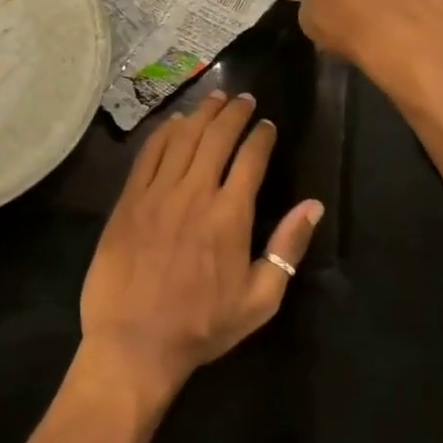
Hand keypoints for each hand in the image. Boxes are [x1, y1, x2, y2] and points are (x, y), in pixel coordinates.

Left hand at [80, 91, 323, 410]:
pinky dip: (165, 131)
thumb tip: (313, 205)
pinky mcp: (129, 199)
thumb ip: (287, 248)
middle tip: (244, 99)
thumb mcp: (259, 300)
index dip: (261, 135)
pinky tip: (175, 121)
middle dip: (234, 112)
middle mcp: (195, 193)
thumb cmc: (201, 327)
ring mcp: (158, 193)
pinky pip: (149, 153)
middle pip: (217, 136)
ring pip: (184, 137)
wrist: (133, 344)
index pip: (251, 158)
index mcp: (230, 215)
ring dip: (202, 113)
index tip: (267, 124)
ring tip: (216, 98)